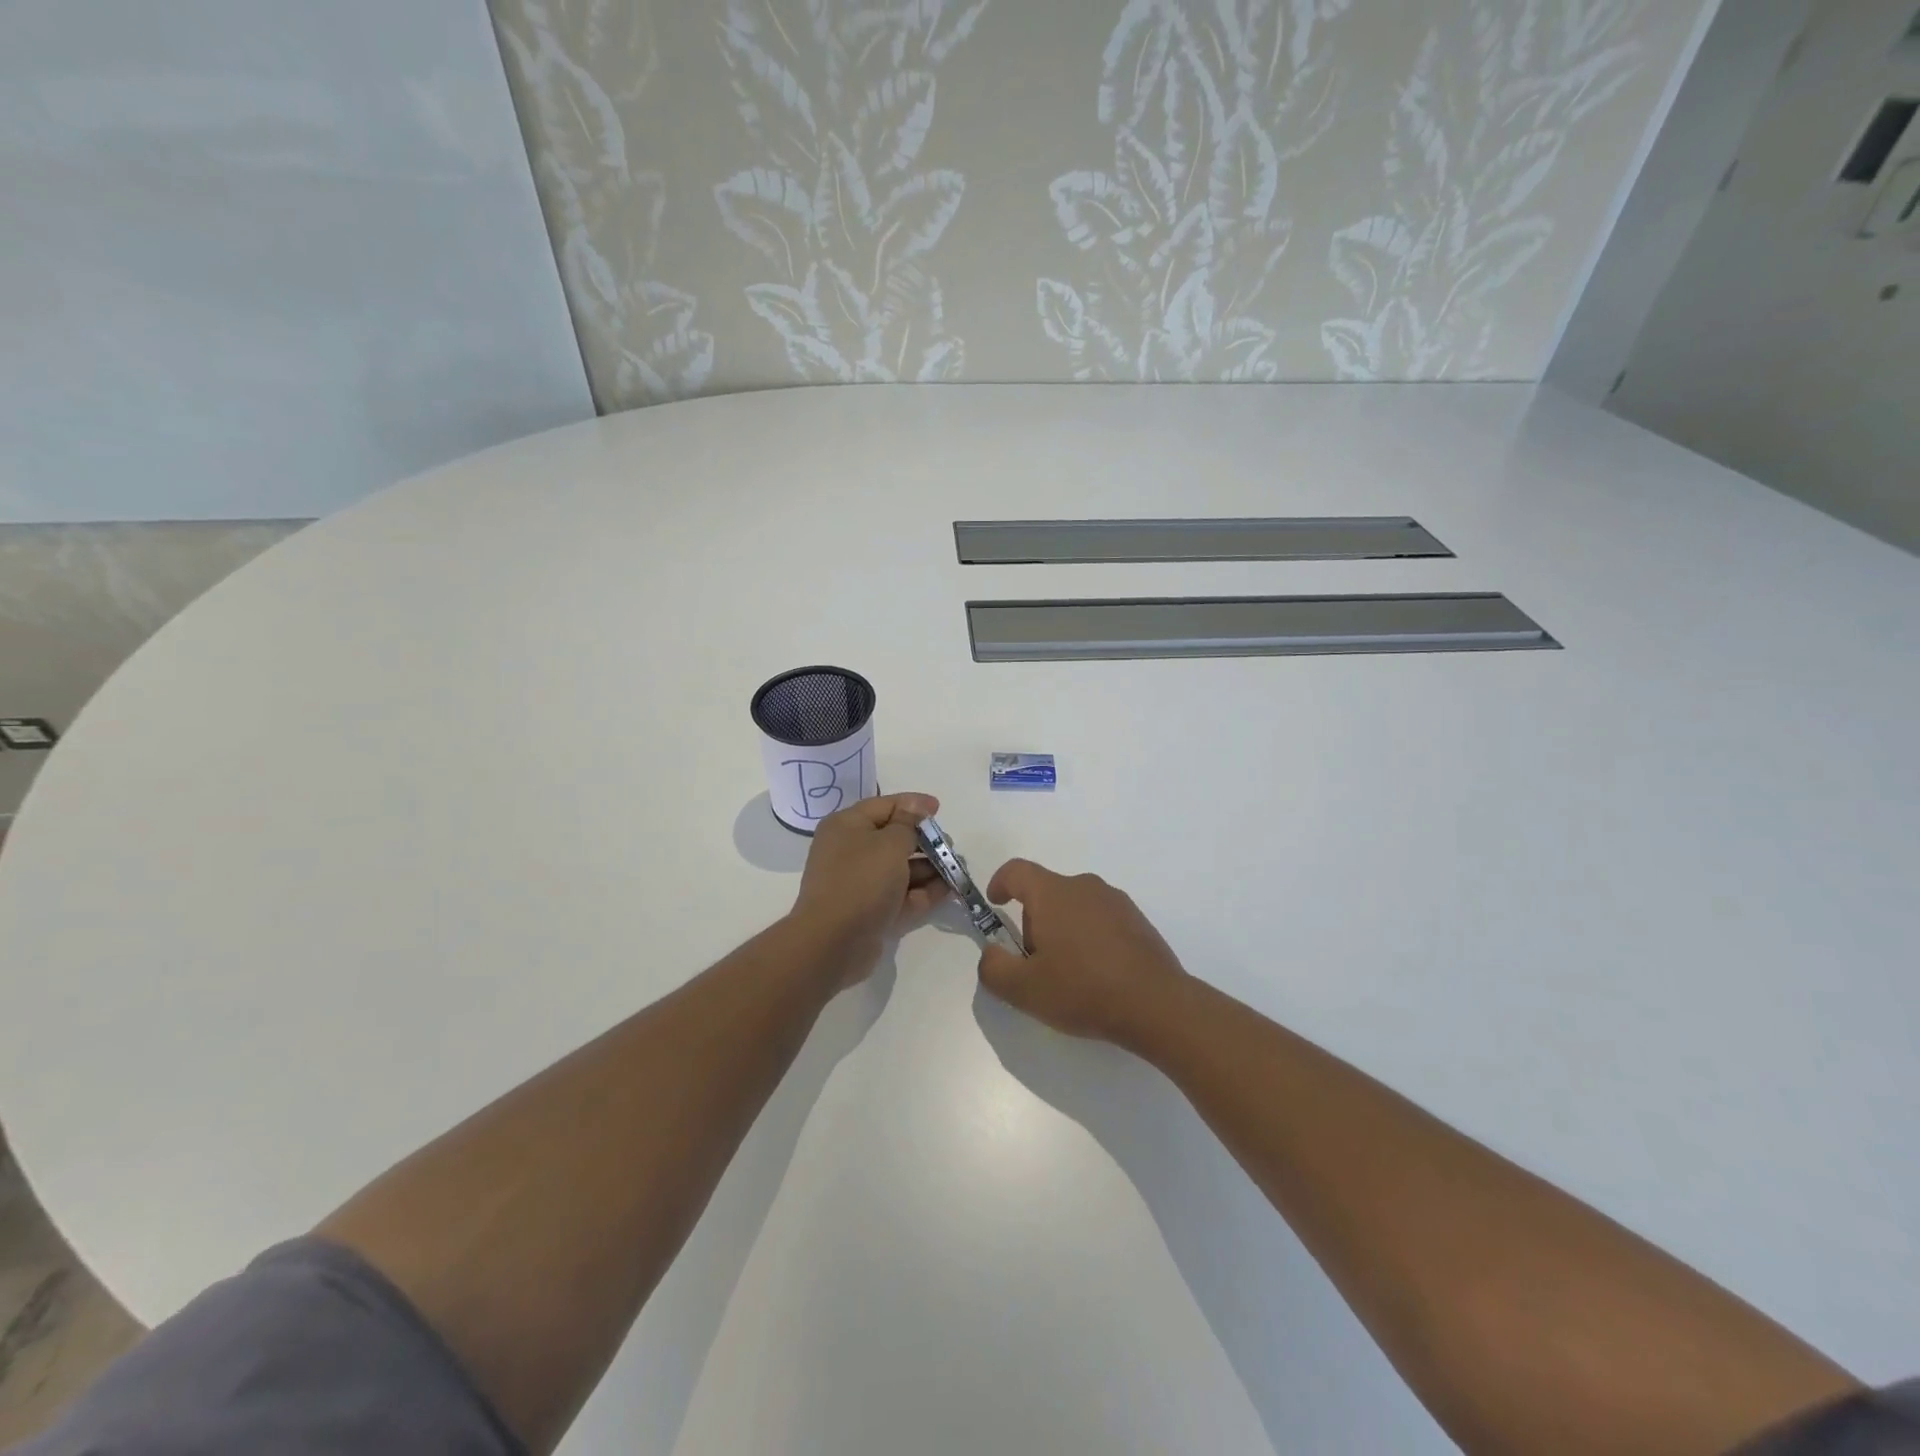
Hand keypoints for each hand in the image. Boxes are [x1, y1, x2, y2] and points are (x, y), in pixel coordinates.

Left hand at [791, 792, 946, 975]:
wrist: (834, 942)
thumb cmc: (862, 880)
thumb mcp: (890, 843)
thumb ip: (908, 824)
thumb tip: (916, 809)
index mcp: (847, 826)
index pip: (884, 806)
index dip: (913, 805)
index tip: (939, 809)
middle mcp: (850, 851)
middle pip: (893, 838)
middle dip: (925, 841)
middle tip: (949, 846)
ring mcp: (859, 883)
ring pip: (899, 869)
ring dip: (929, 868)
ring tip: (957, 869)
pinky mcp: (870, 911)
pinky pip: (900, 895)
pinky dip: (923, 891)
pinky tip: (949, 889)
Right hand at [976, 859, 1188, 1047]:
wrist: (1157, 1005)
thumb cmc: (1083, 990)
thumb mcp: (1024, 989)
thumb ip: (993, 968)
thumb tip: (991, 954)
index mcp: (1053, 893)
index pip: (1017, 871)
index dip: (1000, 883)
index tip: (995, 903)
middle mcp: (1084, 886)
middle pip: (1046, 892)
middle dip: (1033, 921)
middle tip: (1035, 962)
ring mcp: (1115, 901)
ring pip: (1074, 906)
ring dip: (1062, 930)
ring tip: (1068, 973)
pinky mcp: (1138, 920)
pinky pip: (1100, 919)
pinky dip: (1090, 938)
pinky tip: (1097, 974)